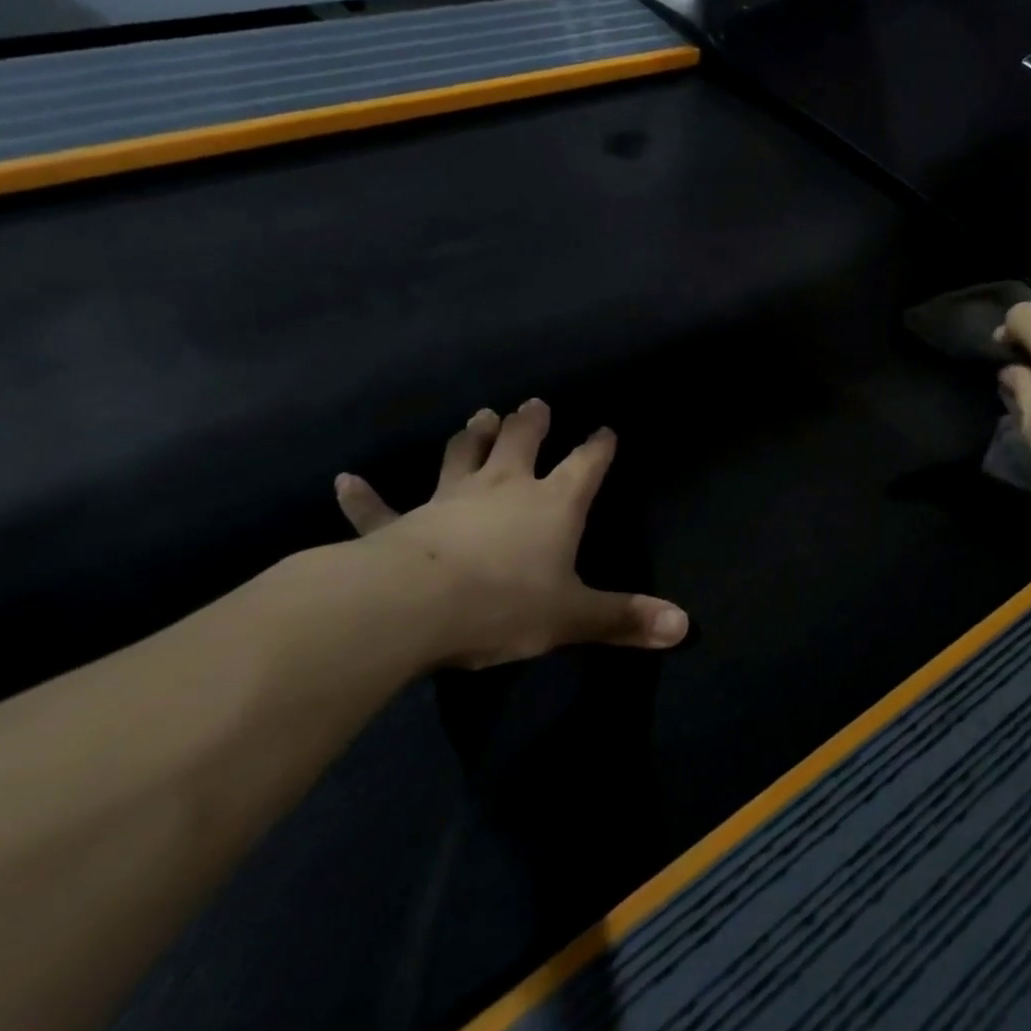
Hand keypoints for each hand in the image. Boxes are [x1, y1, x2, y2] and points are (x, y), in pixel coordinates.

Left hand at [332, 400, 687, 668]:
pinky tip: (345, 481)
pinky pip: (378, 509)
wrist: (413, 606)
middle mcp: (503, 489)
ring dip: (470, 438)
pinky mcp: (399, 525)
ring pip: (461, 457)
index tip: (605, 430)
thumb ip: (625, 619)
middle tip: (533, 404)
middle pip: (521, 443)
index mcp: (552, 505)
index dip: (598, 447)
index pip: (584, 466)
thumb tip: (684, 626)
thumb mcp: (573, 616)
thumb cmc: (504, 603)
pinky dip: (363, 496)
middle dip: (530, 423)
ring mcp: (448, 500)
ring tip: (478, 417)